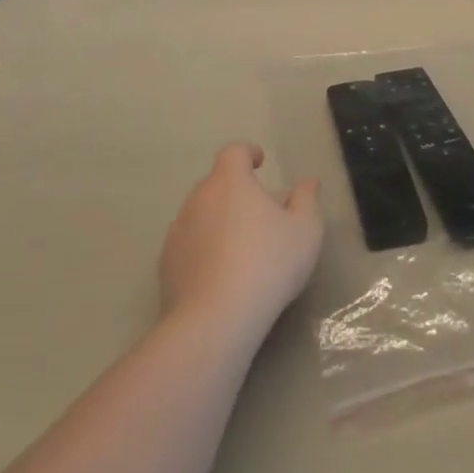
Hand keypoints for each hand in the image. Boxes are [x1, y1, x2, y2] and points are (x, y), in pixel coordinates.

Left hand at [160, 143, 322, 337]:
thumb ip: (306, 200)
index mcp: (230, 182)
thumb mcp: (305, 230)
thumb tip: (307, 183)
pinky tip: (220, 272)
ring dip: (219, 220)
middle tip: (259, 212)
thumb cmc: (268, 264)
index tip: (260, 163)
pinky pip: (189, 244)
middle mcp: (199, 198)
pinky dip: (203, 248)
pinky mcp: (166, 264)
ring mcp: (178, 231)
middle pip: (216, 183)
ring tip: (240, 245)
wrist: (215, 319)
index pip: (234, 152)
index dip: (247, 153)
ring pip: (201, 213)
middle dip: (236, 190)